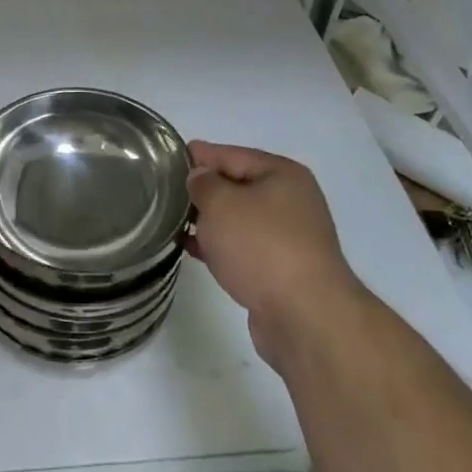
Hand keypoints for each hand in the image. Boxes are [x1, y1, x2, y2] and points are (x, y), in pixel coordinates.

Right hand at [187, 141, 360, 365]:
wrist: (304, 316)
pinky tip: (193, 250)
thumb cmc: (261, 246)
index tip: (170, 157)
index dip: (200, 155)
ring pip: (240, 220)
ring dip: (210, 221)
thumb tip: (200, 178)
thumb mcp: (222, 204)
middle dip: (204, 190)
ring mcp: (289, 238)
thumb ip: (203, 184)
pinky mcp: (282, 271)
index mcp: (283, 175)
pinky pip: (243, 248)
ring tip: (173, 221)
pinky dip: (220, 246)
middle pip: (238, 186)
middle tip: (167, 191)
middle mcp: (291, 202)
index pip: (233, 155)